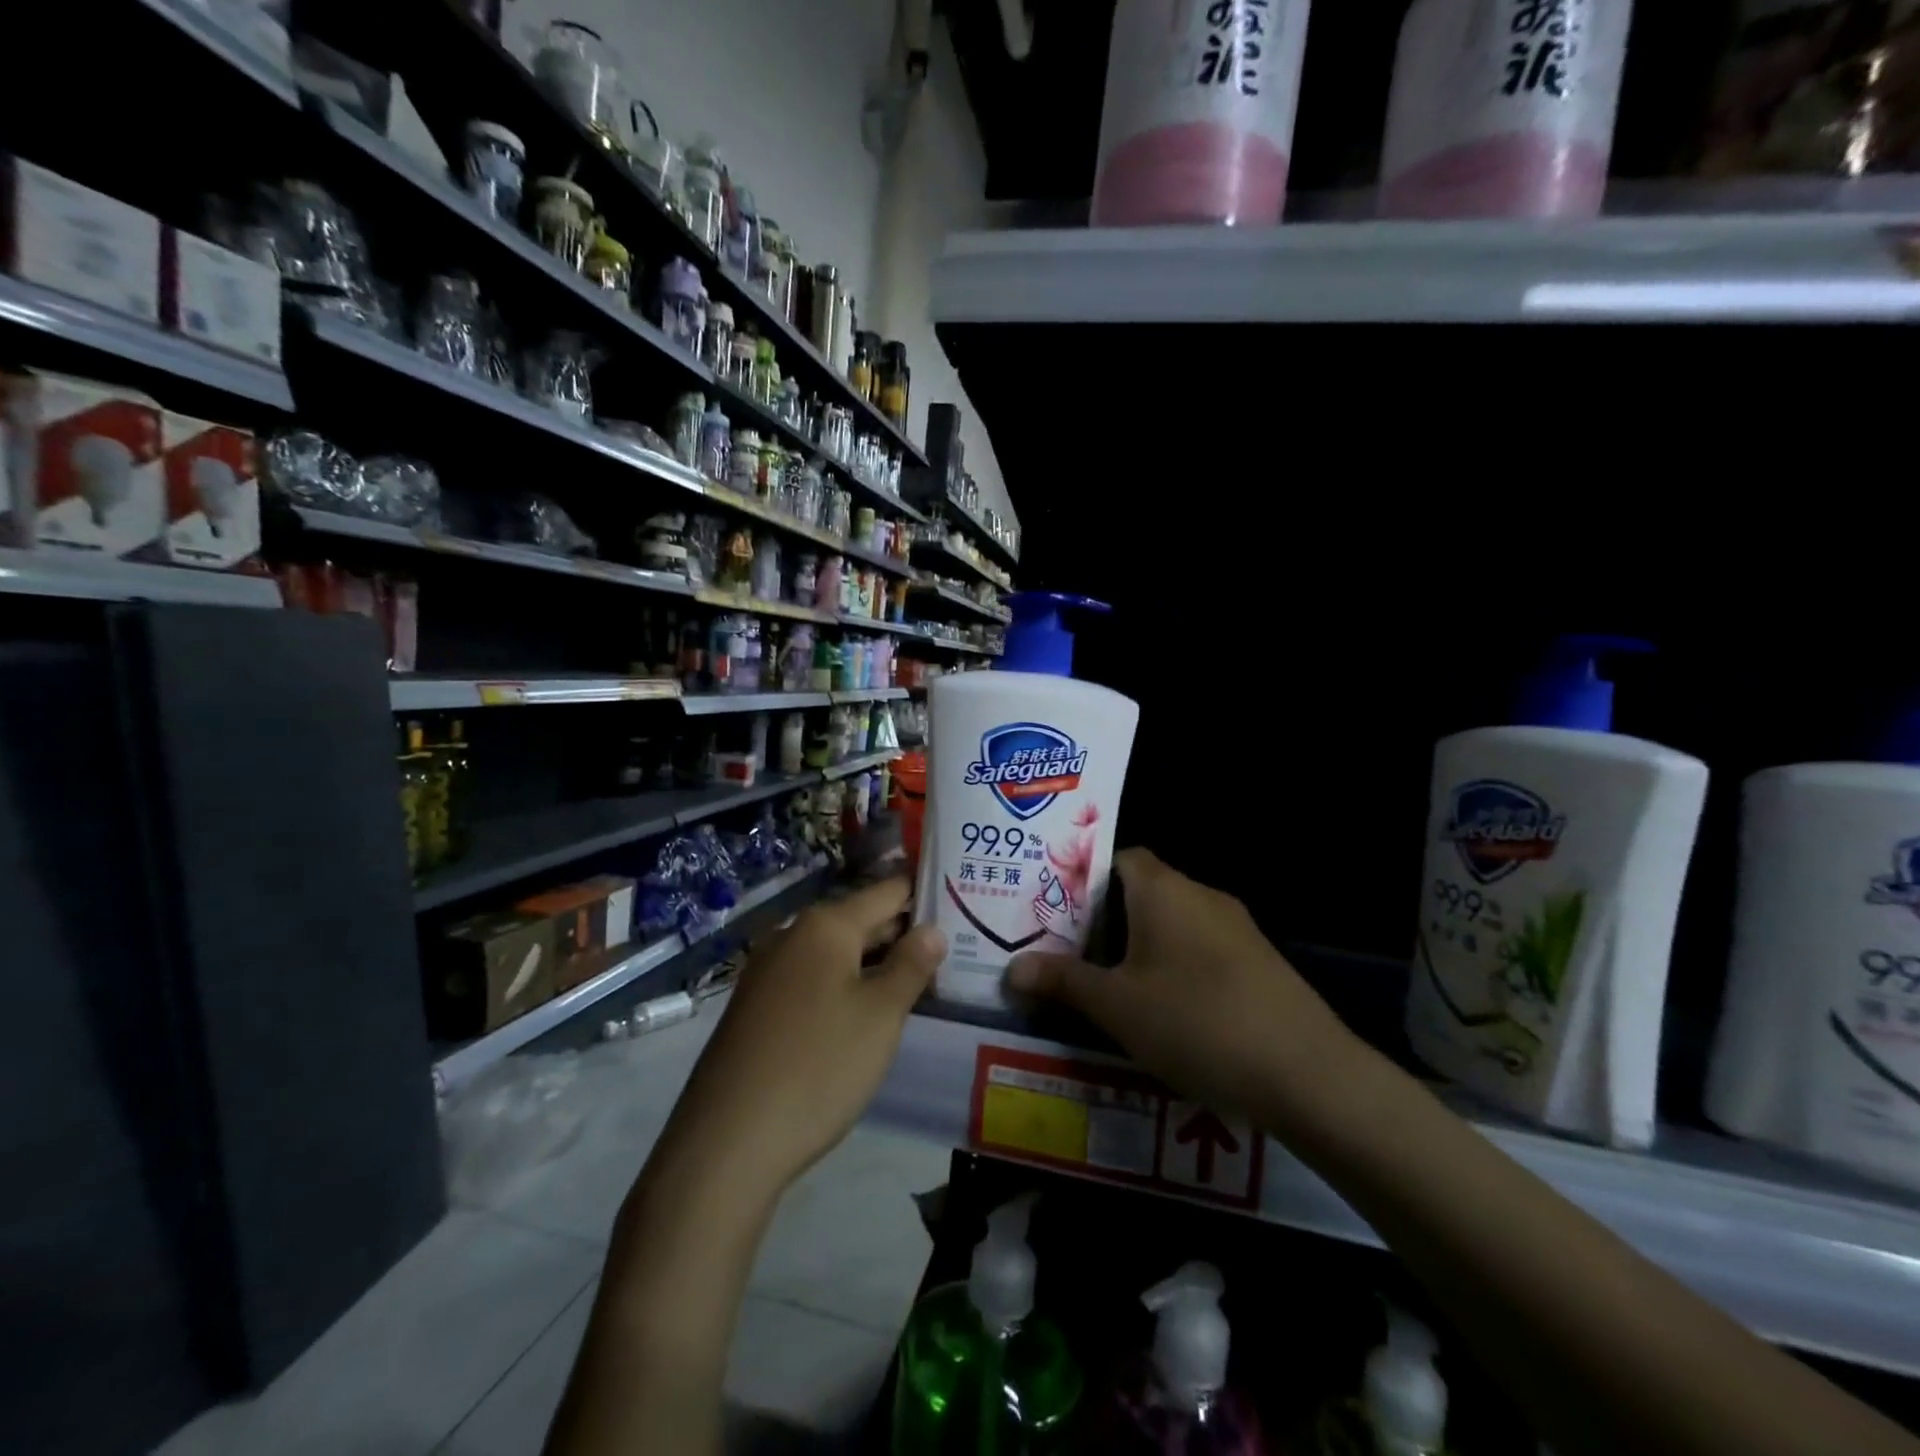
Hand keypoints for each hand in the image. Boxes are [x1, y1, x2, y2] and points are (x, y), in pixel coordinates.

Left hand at [665, 877, 944, 1194]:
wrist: (727, 1142)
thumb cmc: (818, 1066)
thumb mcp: (881, 1015)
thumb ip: (911, 965)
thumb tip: (933, 930)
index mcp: (825, 925)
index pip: (887, 890)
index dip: (924, 894)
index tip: (961, 904)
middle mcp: (792, 935)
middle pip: (861, 920)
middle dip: (904, 933)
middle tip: (954, 947)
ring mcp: (769, 971)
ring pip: (837, 953)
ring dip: (876, 963)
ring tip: (921, 980)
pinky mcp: (757, 1006)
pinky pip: (814, 979)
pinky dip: (846, 985)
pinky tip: (868, 1012)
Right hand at [1007, 849, 1357, 1124]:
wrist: (1308, 1074)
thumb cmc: (1196, 1021)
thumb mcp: (1117, 1006)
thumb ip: (1063, 982)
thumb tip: (1012, 970)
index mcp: (1163, 889)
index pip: (1117, 857)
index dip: (1083, 877)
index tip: (1054, 909)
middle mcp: (1201, 895)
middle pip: (1142, 890)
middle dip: (1105, 919)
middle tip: (1067, 951)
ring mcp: (1237, 928)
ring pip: (1172, 923)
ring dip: (1140, 947)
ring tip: (1106, 984)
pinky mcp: (1258, 963)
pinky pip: (1201, 949)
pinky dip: (1174, 967)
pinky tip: (1162, 1011)